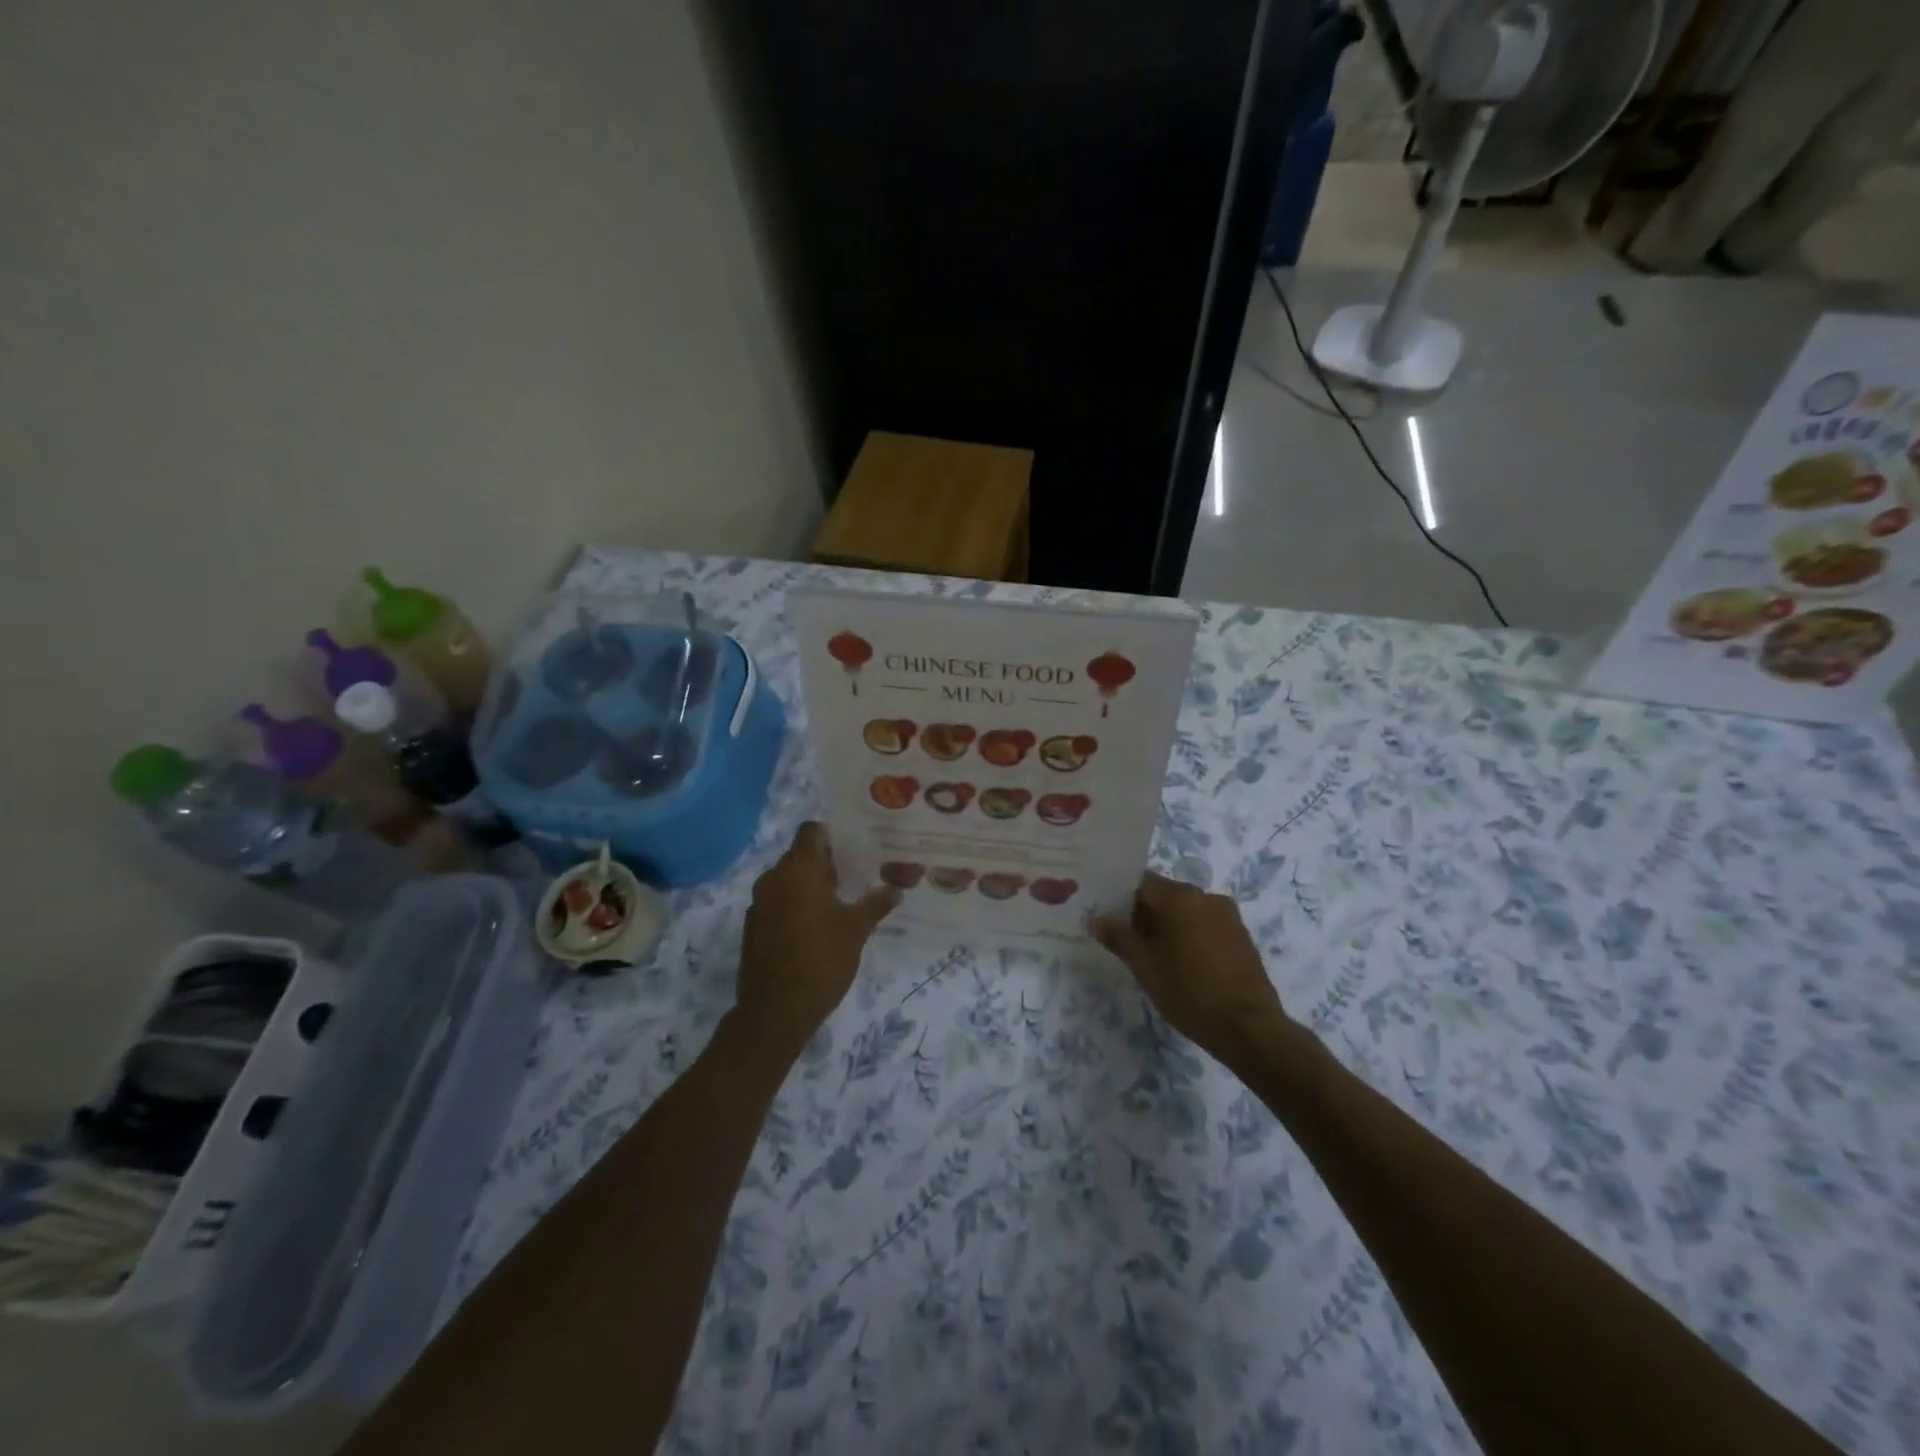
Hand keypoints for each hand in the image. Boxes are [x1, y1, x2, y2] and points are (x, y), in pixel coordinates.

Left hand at [734, 822, 898, 1058]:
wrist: (775, 1011)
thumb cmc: (821, 960)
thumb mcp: (856, 930)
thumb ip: (875, 904)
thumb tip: (896, 889)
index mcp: (798, 870)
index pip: (812, 831)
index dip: (832, 837)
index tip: (853, 852)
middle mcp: (773, 878)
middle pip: (799, 855)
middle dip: (825, 864)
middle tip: (853, 880)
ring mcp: (759, 903)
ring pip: (787, 880)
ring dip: (809, 886)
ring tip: (838, 905)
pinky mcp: (753, 926)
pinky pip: (777, 902)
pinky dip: (794, 906)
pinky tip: (814, 928)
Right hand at [1093, 872, 1290, 1059]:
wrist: (1250, 1028)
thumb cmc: (1190, 992)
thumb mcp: (1145, 967)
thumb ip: (1119, 937)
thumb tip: (1096, 919)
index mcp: (1181, 897)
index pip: (1141, 882)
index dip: (1120, 897)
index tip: (1107, 917)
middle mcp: (1206, 897)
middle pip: (1164, 895)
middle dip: (1143, 914)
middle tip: (1126, 941)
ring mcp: (1228, 916)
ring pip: (1186, 911)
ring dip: (1167, 926)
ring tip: (1154, 957)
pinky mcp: (1241, 936)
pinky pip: (1205, 925)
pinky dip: (1189, 936)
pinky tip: (1183, 965)